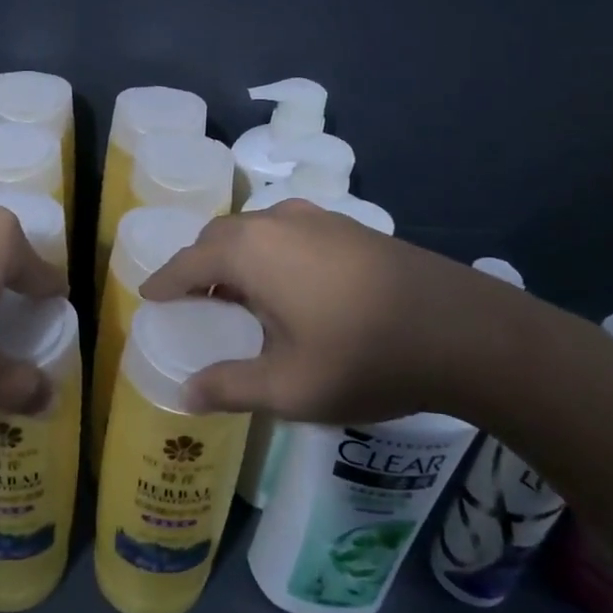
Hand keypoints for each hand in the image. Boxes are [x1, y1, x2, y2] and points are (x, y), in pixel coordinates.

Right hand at [140, 199, 568, 425]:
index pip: (188, 262)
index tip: (148, 296)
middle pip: (219, 238)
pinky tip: (288, 288)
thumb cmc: (363, 357)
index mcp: (250, 252)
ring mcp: (318, 219)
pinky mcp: (350, 227)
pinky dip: (269, 254)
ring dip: (236, 258)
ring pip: (256, 231)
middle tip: (192, 301)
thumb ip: (230, 387)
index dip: (164, 281)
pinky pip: (288, 234)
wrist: (464, 330)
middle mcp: (277, 222)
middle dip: (198, 265)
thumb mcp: (288, 387)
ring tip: (238, 297)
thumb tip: (186, 393)